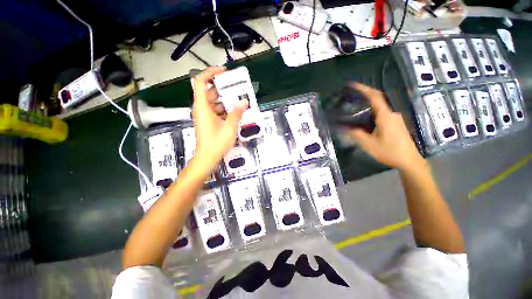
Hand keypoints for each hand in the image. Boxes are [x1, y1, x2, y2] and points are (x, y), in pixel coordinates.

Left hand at [191, 66, 247, 169]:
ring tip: (239, 100)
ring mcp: (205, 116)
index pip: (201, 82)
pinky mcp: (209, 122)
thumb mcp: (230, 127)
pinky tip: (236, 112)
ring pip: (214, 101)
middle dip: (223, 87)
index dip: (211, 73)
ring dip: (226, 100)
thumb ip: (237, 112)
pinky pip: (216, 110)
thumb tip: (244, 101)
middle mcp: (202, 108)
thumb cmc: (217, 142)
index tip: (224, 72)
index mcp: (202, 106)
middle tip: (237, 87)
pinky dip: (225, 109)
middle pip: (209, 91)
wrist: (207, 158)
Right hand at [347, 83, 424, 172]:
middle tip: (352, 94)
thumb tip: (343, 127)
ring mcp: (395, 118)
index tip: (352, 85)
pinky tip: (365, 116)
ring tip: (356, 104)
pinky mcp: (396, 123)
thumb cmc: (389, 151)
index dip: (364, 89)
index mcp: (385, 116)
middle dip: (365, 93)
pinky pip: (383, 112)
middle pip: (378, 98)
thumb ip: (355, 134)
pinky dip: (373, 109)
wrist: (409, 161)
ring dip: (369, 102)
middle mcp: (392, 113)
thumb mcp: (368, 144)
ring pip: (380, 105)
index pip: (374, 97)